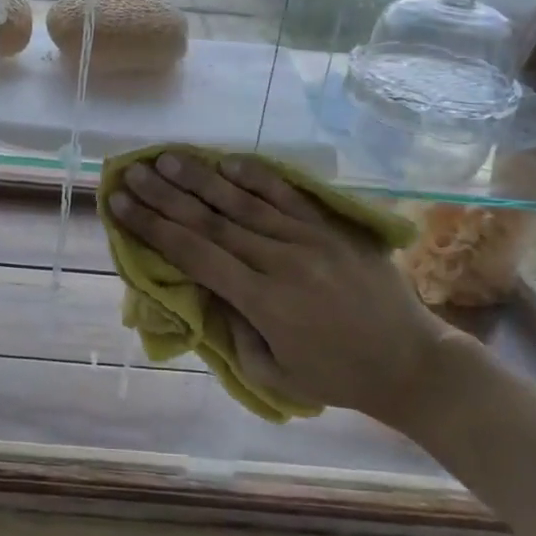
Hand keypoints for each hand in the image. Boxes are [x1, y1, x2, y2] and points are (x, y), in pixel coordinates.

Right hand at [107, 152, 463, 433]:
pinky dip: (256, 177)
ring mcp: (309, 239)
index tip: (121, 205)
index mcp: (264, 302)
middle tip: (132, 172)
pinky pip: (287, 196)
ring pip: (243, 202)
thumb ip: (235, 333)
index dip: (154, 228)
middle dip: (165, 195)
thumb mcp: (277, 373)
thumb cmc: (340, 377)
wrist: (414, 363)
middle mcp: (281, 261)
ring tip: (167, 158)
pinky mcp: (331, 228)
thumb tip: (206, 292)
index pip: (195, 254)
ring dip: (201, 179)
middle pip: (211, 221)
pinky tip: (228, 161)